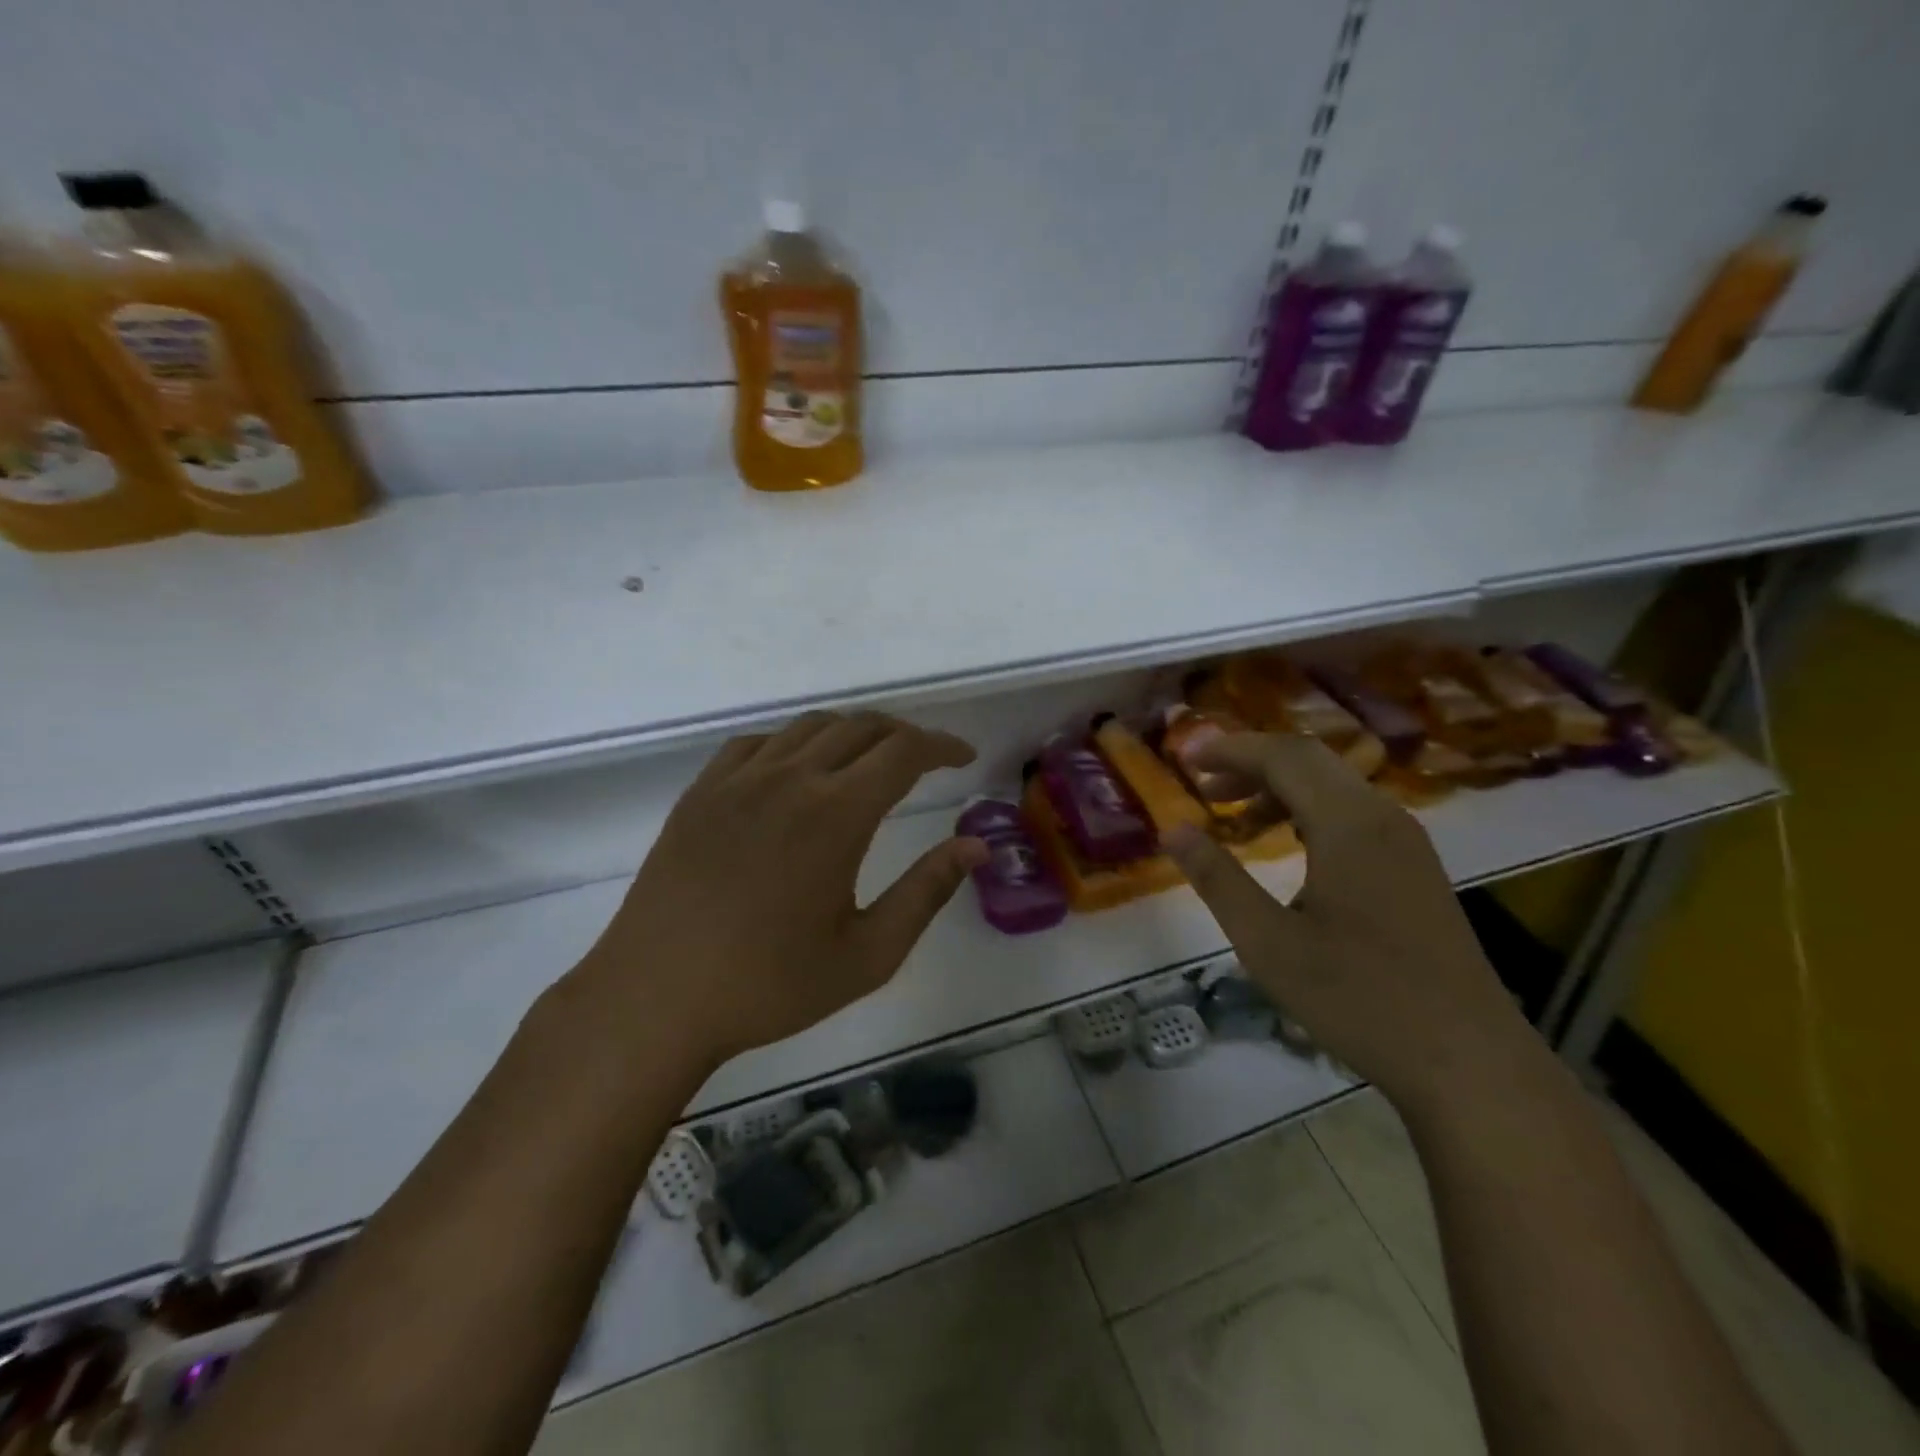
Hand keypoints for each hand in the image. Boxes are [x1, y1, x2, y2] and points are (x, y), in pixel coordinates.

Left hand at [572, 711, 987, 1067]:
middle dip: (904, 736)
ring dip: (852, 734)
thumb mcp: (868, 953)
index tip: (964, 759)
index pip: (905, 751)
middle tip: (925, 761)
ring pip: (809, 727)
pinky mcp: (702, 792)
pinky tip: (796, 772)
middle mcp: (790, 778)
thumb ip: (927, 891)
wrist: (656, 998)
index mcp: (837, 814)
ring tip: (869, 761)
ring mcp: (739, 780)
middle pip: (861, 728)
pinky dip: (793, 743)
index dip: (942, 746)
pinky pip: (757, 743)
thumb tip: (976, 845)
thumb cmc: (770, 985)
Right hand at [1162, 732, 1538, 1113]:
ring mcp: (1407, 841)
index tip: (1185, 755)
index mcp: (1349, 825)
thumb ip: (1217, 878)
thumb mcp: (1268, 942)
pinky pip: (1353, 813)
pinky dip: (1308, 811)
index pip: (1283, 756)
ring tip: (1233, 817)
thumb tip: (1172, 829)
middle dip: (1251, 762)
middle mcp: (1383, 817)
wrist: (1468, 1061)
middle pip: (1310, 760)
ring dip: (1279, 787)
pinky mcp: (1415, 867)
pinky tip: (1287, 846)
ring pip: (1333, 786)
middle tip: (1202, 783)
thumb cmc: (1358, 998)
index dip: (1230, 749)